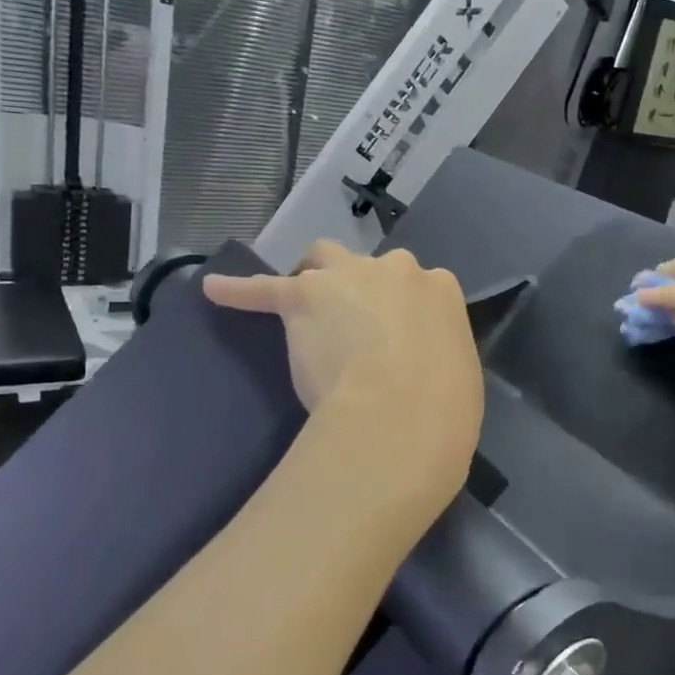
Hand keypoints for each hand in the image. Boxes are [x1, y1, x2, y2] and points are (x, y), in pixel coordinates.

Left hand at [203, 242, 483, 501]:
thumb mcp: (458, 373)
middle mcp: (396, 270)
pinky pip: (263, 289)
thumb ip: (437, 355)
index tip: (396, 336)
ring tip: (301, 303)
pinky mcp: (301, 298)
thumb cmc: (445, 406)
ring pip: (323, 259)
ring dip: (314, 278)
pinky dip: (239, 291)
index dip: (403, 311)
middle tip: (352, 322)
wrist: (401, 414)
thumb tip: (422, 366)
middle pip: (371, 266)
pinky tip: (215, 290)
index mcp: (440, 289)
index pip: (419, 287)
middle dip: (362, 286)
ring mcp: (346, 279)